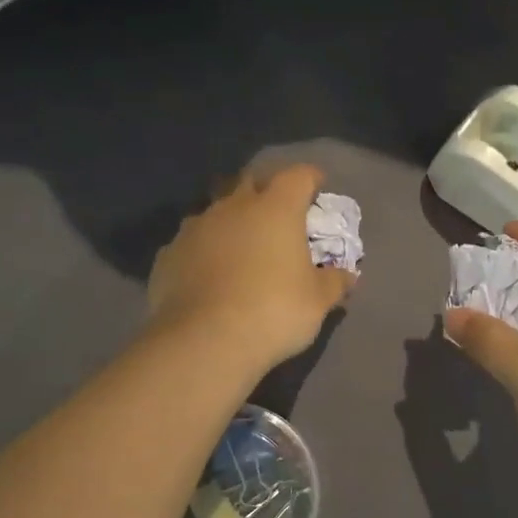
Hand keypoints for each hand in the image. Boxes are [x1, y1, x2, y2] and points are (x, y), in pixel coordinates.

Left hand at [147, 164, 353, 377]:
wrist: (204, 341)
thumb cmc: (273, 312)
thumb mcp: (317, 302)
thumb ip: (334, 282)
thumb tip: (349, 275)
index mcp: (275, 208)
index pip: (297, 176)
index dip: (310, 178)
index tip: (317, 186)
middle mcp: (233, 206)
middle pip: (251, 182)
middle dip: (265, 190)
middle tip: (276, 211)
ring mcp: (195, 227)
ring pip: (216, 210)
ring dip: (230, 220)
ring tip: (239, 243)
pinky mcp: (168, 254)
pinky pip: (191, 242)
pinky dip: (204, 250)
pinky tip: (208, 272)